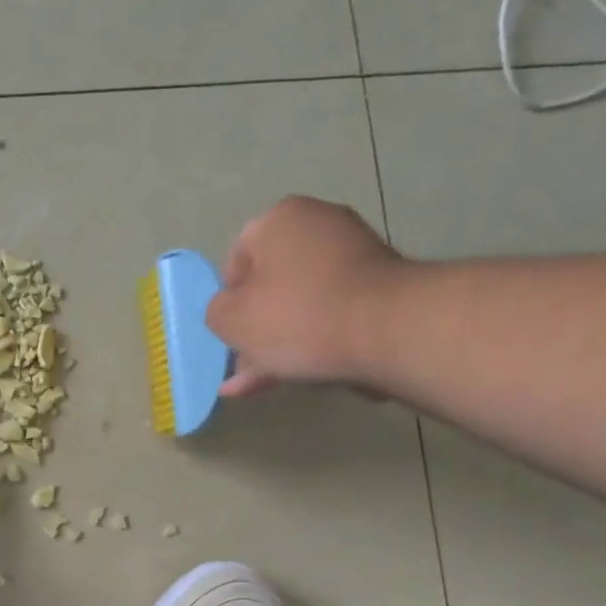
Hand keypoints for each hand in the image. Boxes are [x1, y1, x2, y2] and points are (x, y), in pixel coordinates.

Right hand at [206, 196, 407, 396]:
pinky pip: (331, 314)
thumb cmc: (297, 316)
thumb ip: (217, 313)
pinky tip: (293, 376)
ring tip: (260, 385)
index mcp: (278, 219)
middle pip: (272, 283)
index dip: (228, 300)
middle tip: (243, 367)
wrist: (388, 331)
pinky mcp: (381, 286)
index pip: (238, 257)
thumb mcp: (230, 320)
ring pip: (301, 304)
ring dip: (279, 344)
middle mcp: (319, 224)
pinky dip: (312, 341)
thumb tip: (229, 312)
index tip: (229, 333)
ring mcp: (355, 254)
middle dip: (255, 329)